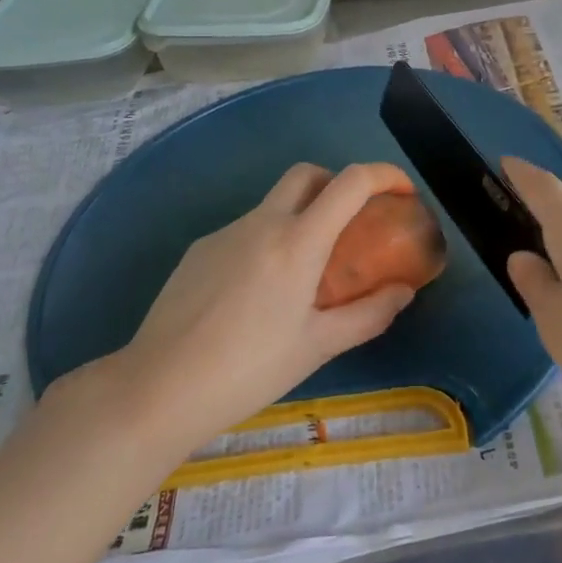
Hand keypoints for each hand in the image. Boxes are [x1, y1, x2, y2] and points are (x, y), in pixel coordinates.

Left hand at [78, 163, 417, 452]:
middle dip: (338, 184)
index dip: (385, 175)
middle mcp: (263, 222)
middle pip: (308, 174)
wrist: (157, 388)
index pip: (351, 182)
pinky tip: (258, 293)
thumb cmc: (248, 369)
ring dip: (302, 217)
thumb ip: (369, 314)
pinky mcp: (199, 249)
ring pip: (275, 204)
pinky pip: (246, 230)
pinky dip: (268, 241)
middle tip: (352, 223)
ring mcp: (226, 232)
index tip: (403, 192)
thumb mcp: (318, 347)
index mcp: (298, 241)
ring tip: (305, 274)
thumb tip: (404, 291)